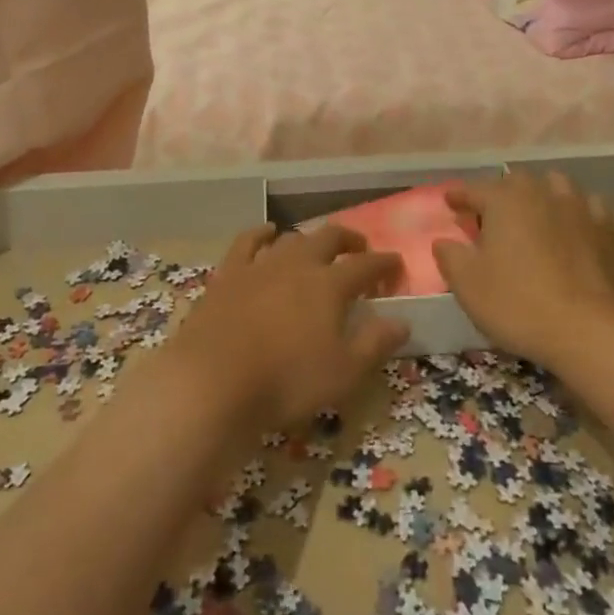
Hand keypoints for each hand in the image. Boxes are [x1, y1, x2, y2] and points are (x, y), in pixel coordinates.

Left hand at [165, 223, 409, 429]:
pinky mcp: (228, 274)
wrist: (212, 381)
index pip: (366, 265)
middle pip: (329, 238)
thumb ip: (374, 344)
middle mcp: (298, 264)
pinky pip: (247, 241)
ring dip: (310, 238)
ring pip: (292, 238)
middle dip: (349, 239)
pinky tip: (268, 233)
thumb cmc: (285, 381)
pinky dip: (261, 233)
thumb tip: (402, 321)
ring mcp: (260, 265)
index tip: (396, 264)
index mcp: (330, 285)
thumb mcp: (342, 373)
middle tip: (360, 248)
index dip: (384, 263)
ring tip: (317, 247)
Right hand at [433, 171, 613, 371]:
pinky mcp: (605, 229)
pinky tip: (571, 225)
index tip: (449, 202)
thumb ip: (450, 256)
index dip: (459, 196)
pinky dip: (574, 210)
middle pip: (515, 182)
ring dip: (539, 194)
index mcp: (504, 200)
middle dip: (499, 194)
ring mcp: (577, 207)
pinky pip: (586, 205)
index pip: (474, 189)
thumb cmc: (518, 303)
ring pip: (554, 185)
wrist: (588, 329)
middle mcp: (540, 192)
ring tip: (532, 213)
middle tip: (489, 216)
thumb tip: (443, 241)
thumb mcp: (468, 285)